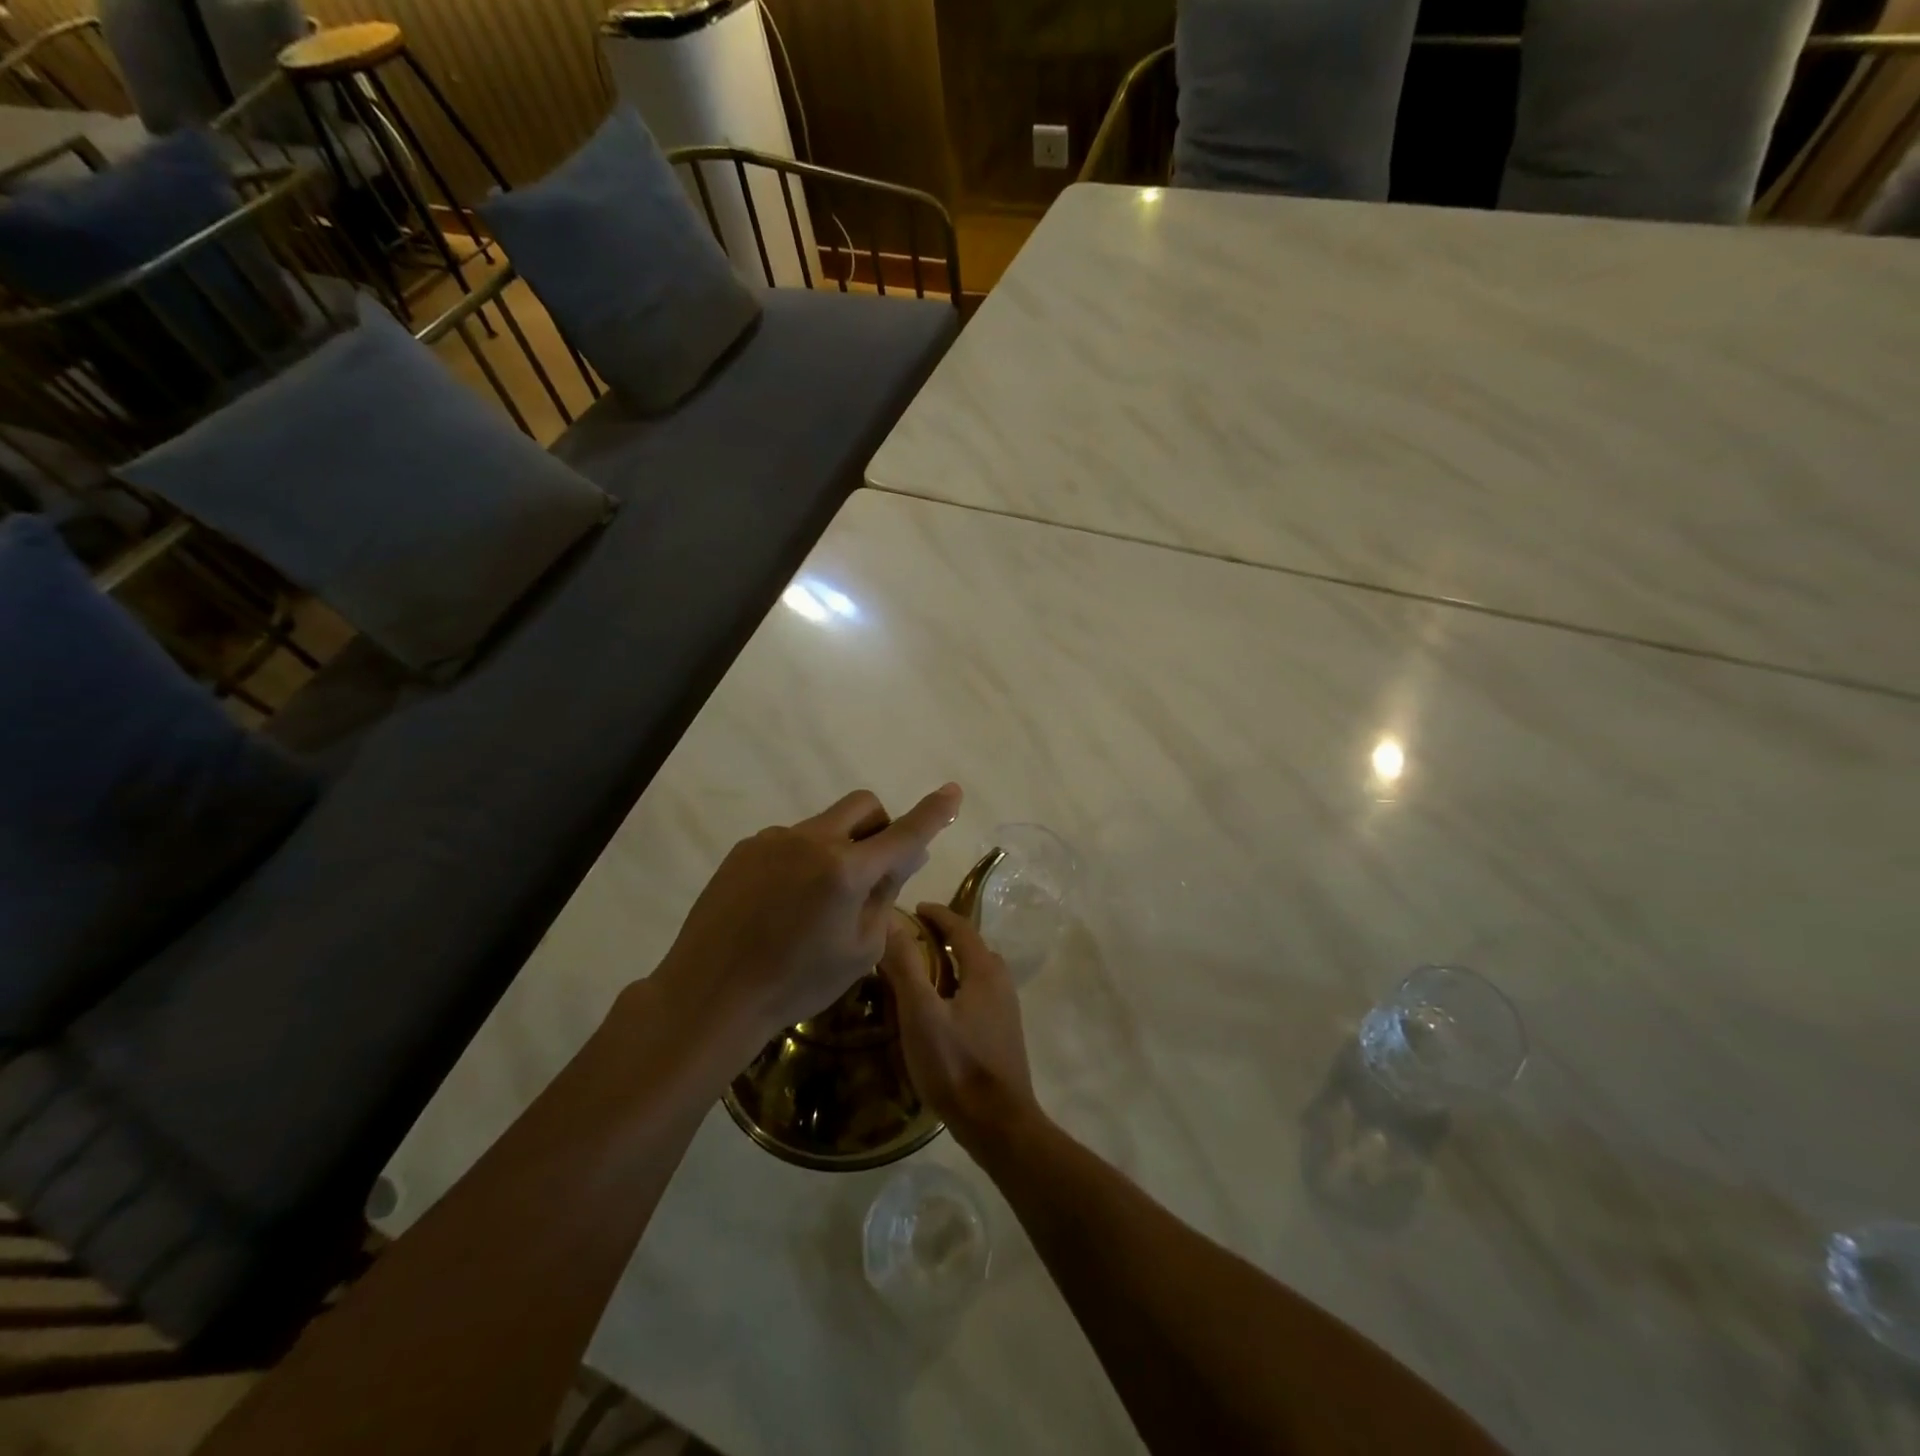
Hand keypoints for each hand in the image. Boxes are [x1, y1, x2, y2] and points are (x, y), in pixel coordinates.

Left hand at [654, 785, 962, 1049]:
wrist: (711, 994)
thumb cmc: (797, 984)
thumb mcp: (860, 950)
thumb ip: (885, 894)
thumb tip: (903, 855)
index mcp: (846, 870)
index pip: (904, 832)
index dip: (933, 812)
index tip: (953, 791)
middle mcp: (811, 840)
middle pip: (863, 805)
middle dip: (880, 826)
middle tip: (873, 868)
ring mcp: (773, 839)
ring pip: (823, 825)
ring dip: (836, 848)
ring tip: (814, 903)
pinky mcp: (745, 849)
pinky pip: (789, 841)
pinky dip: (802, 860)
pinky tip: (780, 904)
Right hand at [879, 902, 1039, 1150]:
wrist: (998, 1124)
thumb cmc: (956, 1064)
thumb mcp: (921, 1014)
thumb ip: (906, 966)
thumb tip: (890, 922)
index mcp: (985, 971)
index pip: (961, 927)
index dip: (937, 914)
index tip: (915, 908)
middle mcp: (1001, 983)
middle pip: (972, 947)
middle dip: (945, 936)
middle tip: (914, 937)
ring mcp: (1006, 1010)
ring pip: (977, 972)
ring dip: (953, 962)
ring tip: (923, 970)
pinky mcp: (1003, 1034)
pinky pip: (978, 994)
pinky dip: (958, 985)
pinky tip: (940, 1008)